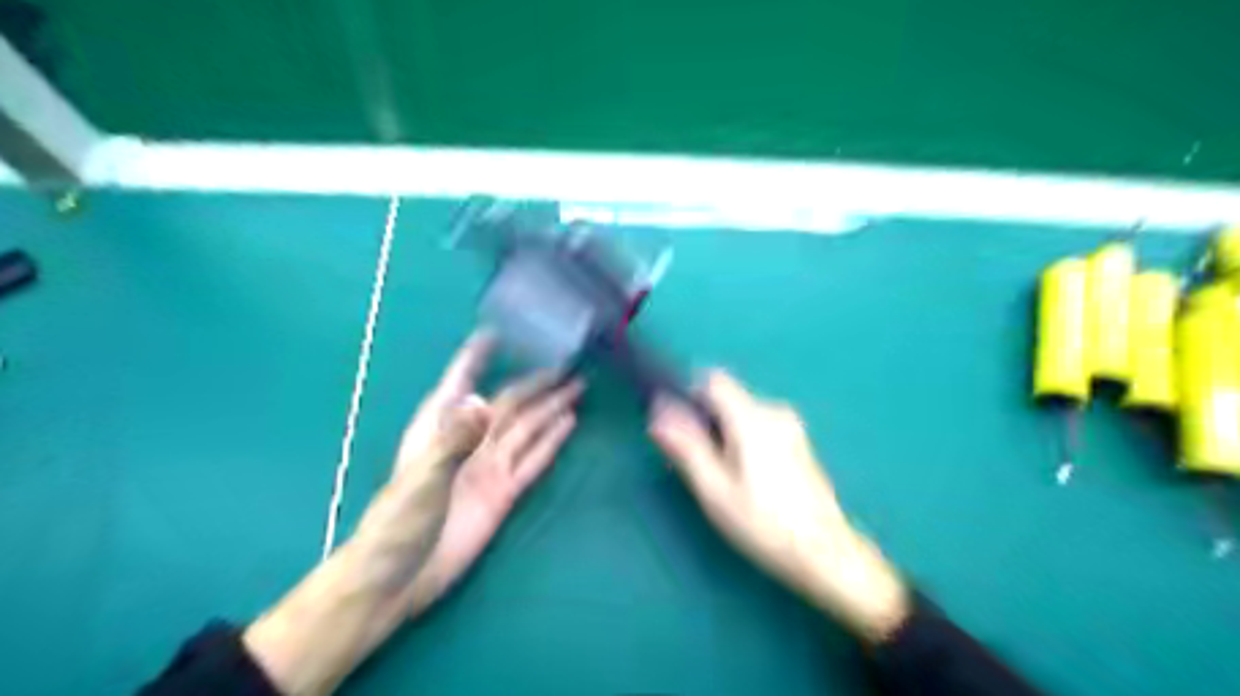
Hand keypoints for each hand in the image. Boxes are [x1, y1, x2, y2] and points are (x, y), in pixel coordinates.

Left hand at [403, 334, 585, 616]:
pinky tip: (568, 423)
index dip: (477, 357)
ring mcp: (489, 466)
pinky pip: (533, 460)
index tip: (496, 333)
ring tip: (577, 387)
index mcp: (441, 426)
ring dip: (550, 407)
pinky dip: (551, 441)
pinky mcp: (504, 492)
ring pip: (527, 427)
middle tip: (567, 365)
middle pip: (509, 403)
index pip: (462, 380)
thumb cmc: (398, 523)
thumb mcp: (422, 478)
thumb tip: (484, 401)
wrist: (398, 580)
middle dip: (536, 382)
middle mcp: (470, 439)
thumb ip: (454, 440)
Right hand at [649, 372, 906, 644]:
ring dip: (724, 434)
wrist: (824, 552)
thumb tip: (659, 412)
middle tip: (702, 466)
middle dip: (706, 422)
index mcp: (751, 418)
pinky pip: (759, 426)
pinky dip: (744, 441)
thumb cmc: (763, 523)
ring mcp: (790, 426)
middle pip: (727, 397)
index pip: (713, 379)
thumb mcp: (714, 489)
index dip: (690, 396)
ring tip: (725, 478)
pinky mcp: (798, 441)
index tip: (682, 429)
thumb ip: (686, 446)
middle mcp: (774, 411)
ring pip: (742, 413)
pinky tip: (749, 480)